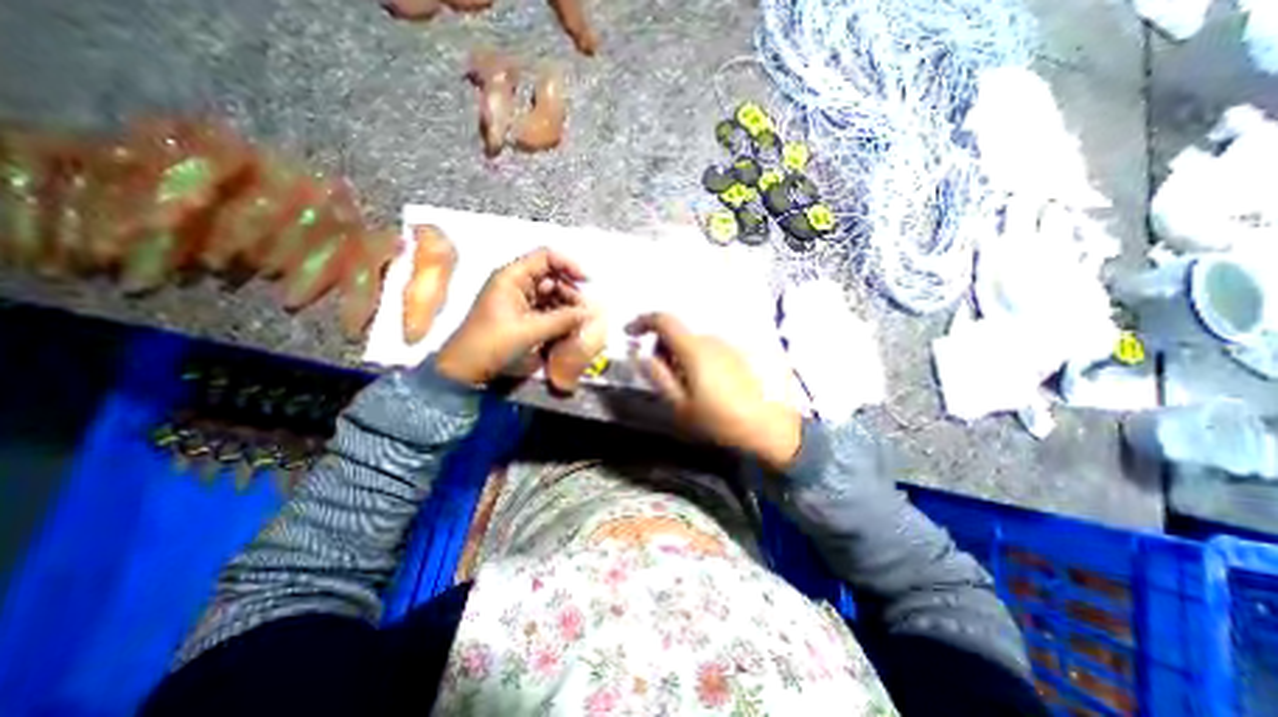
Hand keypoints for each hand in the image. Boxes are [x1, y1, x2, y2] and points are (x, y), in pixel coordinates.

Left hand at [434, 248, 581, 388]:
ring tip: (579, 322)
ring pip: (551, 294)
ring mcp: (518, 299)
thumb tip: (589, 312)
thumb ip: (563, 320)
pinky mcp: (521, 315)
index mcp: (512, 277)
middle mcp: (516, 283)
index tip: (587, 282)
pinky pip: (546, 308)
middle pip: (551, 276)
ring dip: (566, 305)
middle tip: (584, 311)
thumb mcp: (530, 330)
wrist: (466, 368)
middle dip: (570, 291)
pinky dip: (559, 315)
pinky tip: (569, 327)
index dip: (569, 265)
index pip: (546, 257)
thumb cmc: (493, 343)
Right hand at [629, 314, 794, 471]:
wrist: (770, 429)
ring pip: (695, 342)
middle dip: (663, 347)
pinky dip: (699, 359)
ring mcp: (730, 345)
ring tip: (687, 386)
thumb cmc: (720, 420)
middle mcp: (712, 339)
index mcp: (694, 349)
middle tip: (662, 375)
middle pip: (679, 333)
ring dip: (682, 355)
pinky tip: (708, 385)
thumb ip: (658, 377)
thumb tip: (640, 355)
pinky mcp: (742, 354)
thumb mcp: (681, 405)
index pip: (664, 320)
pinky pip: (711, 349)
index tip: (630, 333)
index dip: (643, 321)